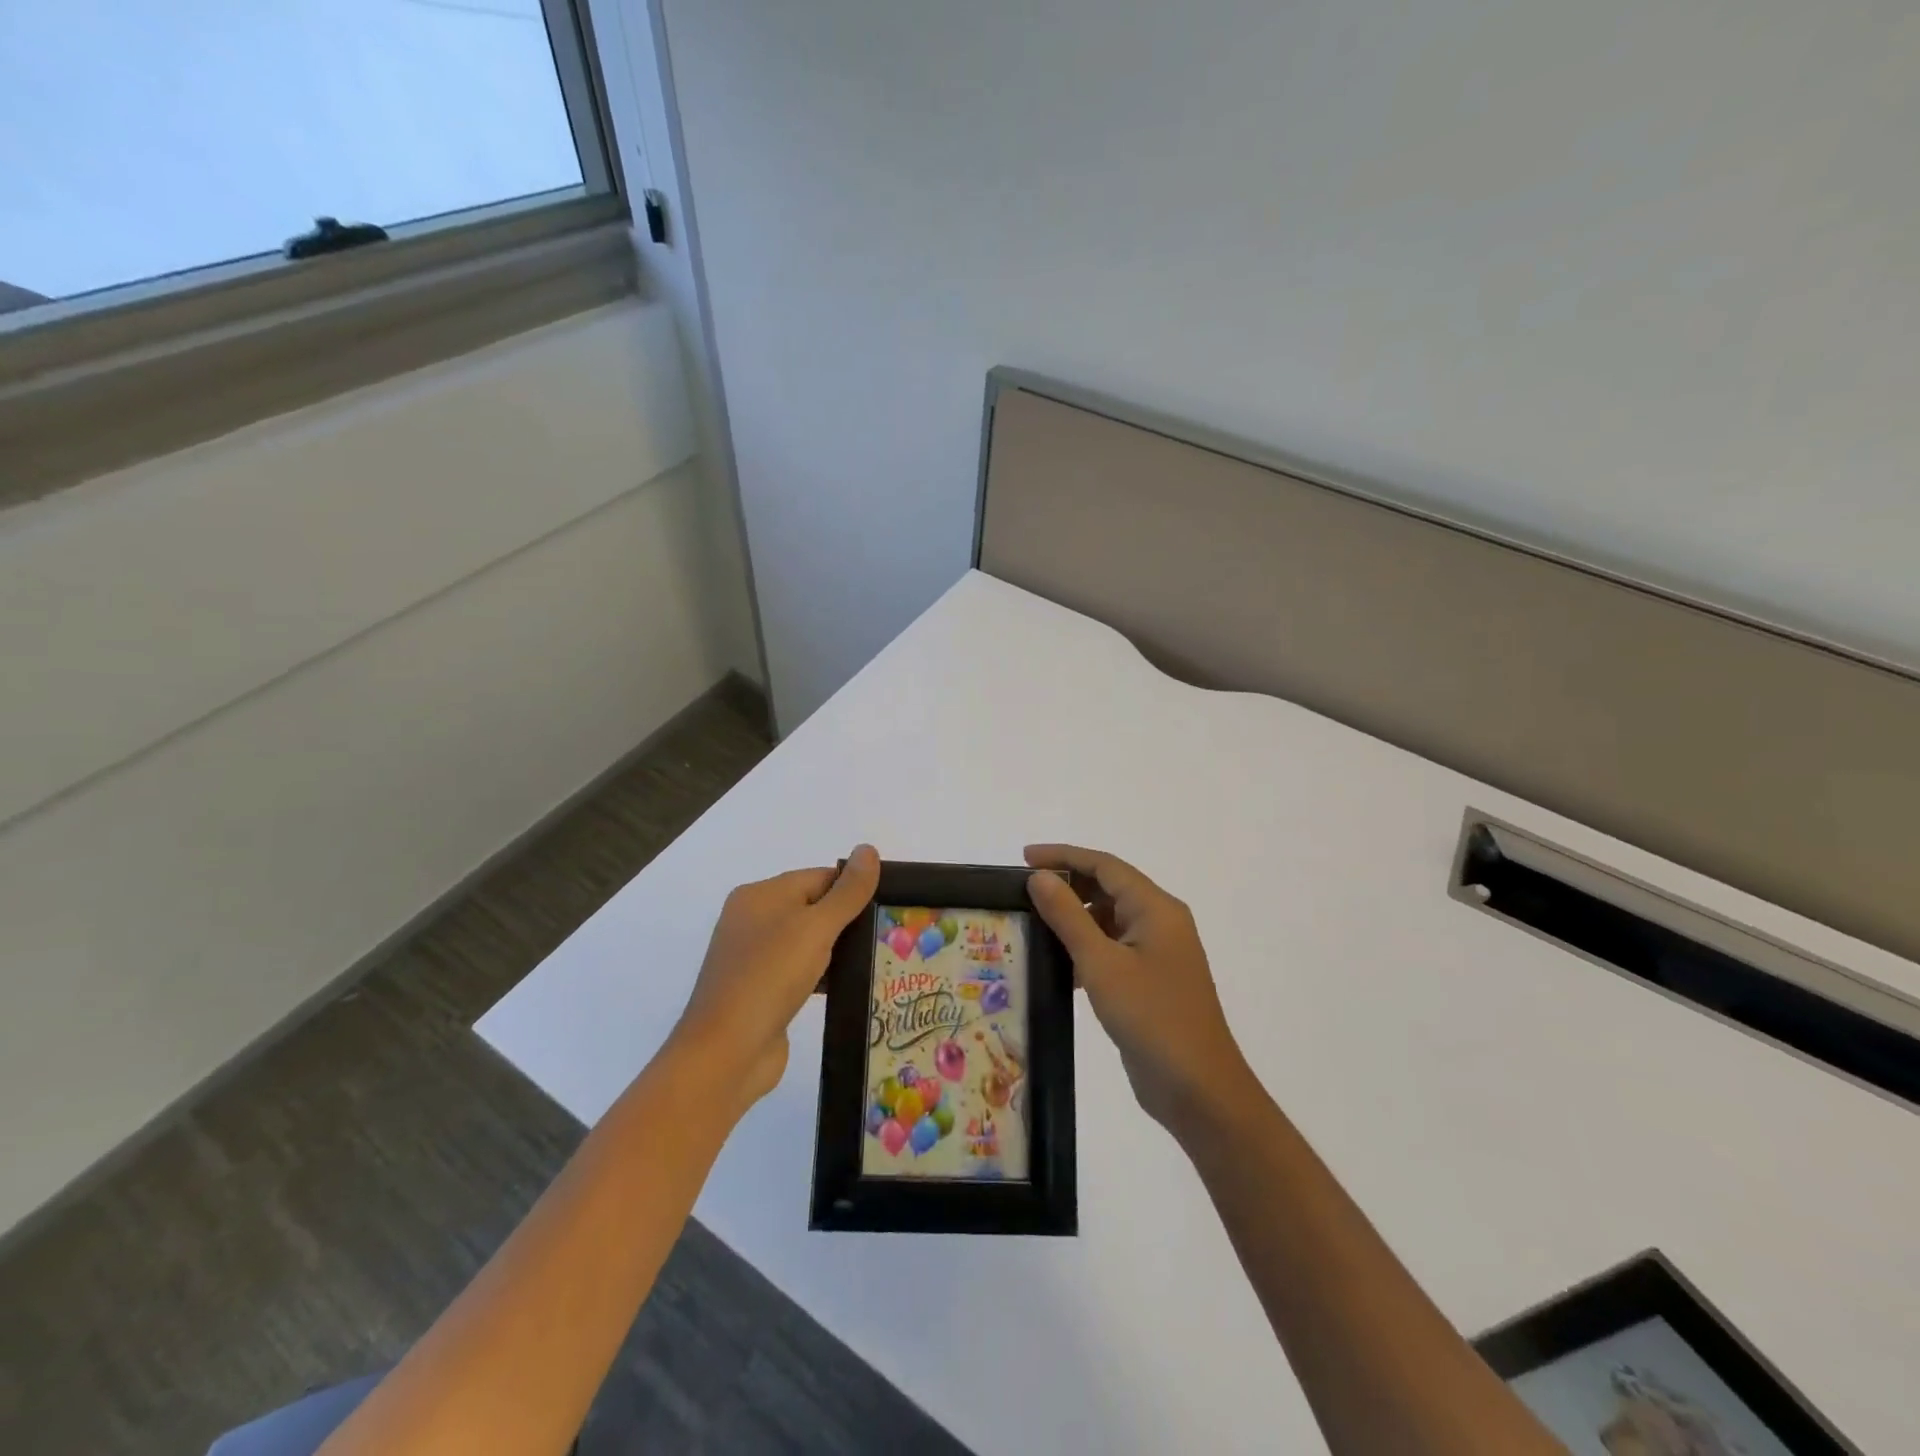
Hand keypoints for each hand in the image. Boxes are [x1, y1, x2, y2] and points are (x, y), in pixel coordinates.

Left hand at [669, 844, 879, 1113]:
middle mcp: (753, 920)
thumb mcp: (815, 927)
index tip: (887, 905)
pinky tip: (851, 986)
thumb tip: (868, 849)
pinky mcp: (761, 991)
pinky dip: (824, 974)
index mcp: (759, 896)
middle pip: (813, 907)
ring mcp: (754, 958)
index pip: (818, 877)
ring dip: (838, 950)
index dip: (852, 888)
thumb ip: (847, 891)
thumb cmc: (770, 977)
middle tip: (890, 932)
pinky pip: (800, 971)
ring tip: (880, 958)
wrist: (726, 1053)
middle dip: (848, 919)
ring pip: (808, 941)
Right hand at [1025, 843, 1252, 1138]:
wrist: (1199, 1090)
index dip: (1064, 856)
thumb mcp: (1101, 964)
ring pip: (1110, 920)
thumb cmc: (1151, 1017)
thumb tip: (1039, 877)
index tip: (1024, 858)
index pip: (1105, 866)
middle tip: (1024, 891)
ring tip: (1033, 924)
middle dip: (1068, 885)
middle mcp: (1160, 922)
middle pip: (1109, 889)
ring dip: (1075, 918)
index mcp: (1156, 908)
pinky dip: (1086, 949)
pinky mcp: (1152, 981)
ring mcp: (1158, 953)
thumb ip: (1068, 916)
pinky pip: (1113, 949)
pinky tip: (1058, 964)